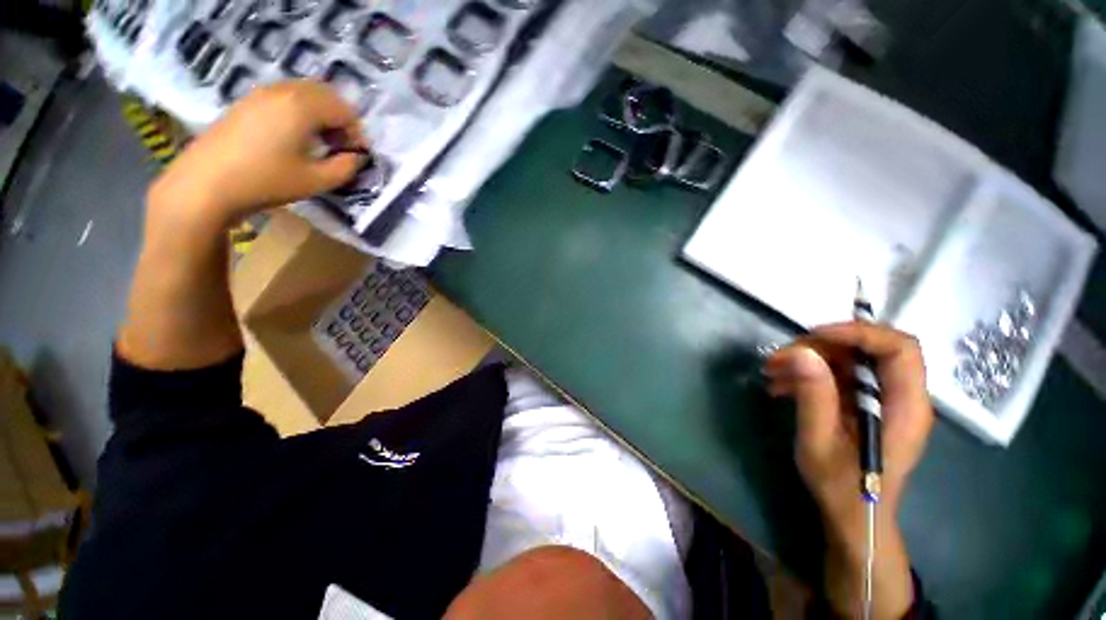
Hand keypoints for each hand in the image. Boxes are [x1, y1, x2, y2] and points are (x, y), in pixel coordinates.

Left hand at [149, 80, 366, 229]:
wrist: (206, 183)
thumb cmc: (266, 181)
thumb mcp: (317, 181)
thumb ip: (345, 168)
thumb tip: (357, 158)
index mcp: (303, 106)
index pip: (345, 111)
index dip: (357, 134)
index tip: (356, 156)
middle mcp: (284, 90)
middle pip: (326, 94)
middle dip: (341, 119)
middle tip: (341, 147)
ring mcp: (262, 93)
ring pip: (305, 92)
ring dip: (321, 113)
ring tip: (320, 142)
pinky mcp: (247, 102)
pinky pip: (285, 97)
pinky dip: (300, 111)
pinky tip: (295, 137)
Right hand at [766, 323, 933, 618]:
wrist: (853, 515)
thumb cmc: (842, 486)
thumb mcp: (820, 442)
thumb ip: (815, 396)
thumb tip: (801, 353)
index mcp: (905, 407)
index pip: (899, 349)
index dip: (859, 333)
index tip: (813, 337)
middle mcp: (902, 396)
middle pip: (870, 348)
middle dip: (821, 346)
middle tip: (781, 358)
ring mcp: (884, 399)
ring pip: (850, 359)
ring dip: (809, 359)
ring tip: (772, 372)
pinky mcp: (866, 403)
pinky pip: (840, 375)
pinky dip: (809, 374)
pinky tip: (782, 386)